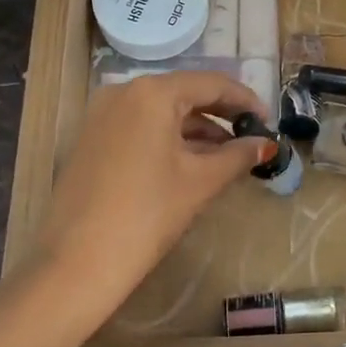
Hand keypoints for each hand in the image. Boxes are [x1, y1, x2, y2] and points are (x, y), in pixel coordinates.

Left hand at [23, 72, 268, 341]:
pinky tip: (192, 162)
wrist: (77, 263)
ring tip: (228, 154)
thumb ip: (237, 155)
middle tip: (252, 135)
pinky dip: (169, 138)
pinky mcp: (91, 140)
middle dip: (221, 114)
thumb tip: (265, 144)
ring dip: (196, 129)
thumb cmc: (147, 214)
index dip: (245, 100)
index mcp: (152, 93)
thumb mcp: (200, 182)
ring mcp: (101, 115)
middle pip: (184, 93)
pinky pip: (140, 127)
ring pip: (161, 112)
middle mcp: (123, 92)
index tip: (268, 121)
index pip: (210, 83)